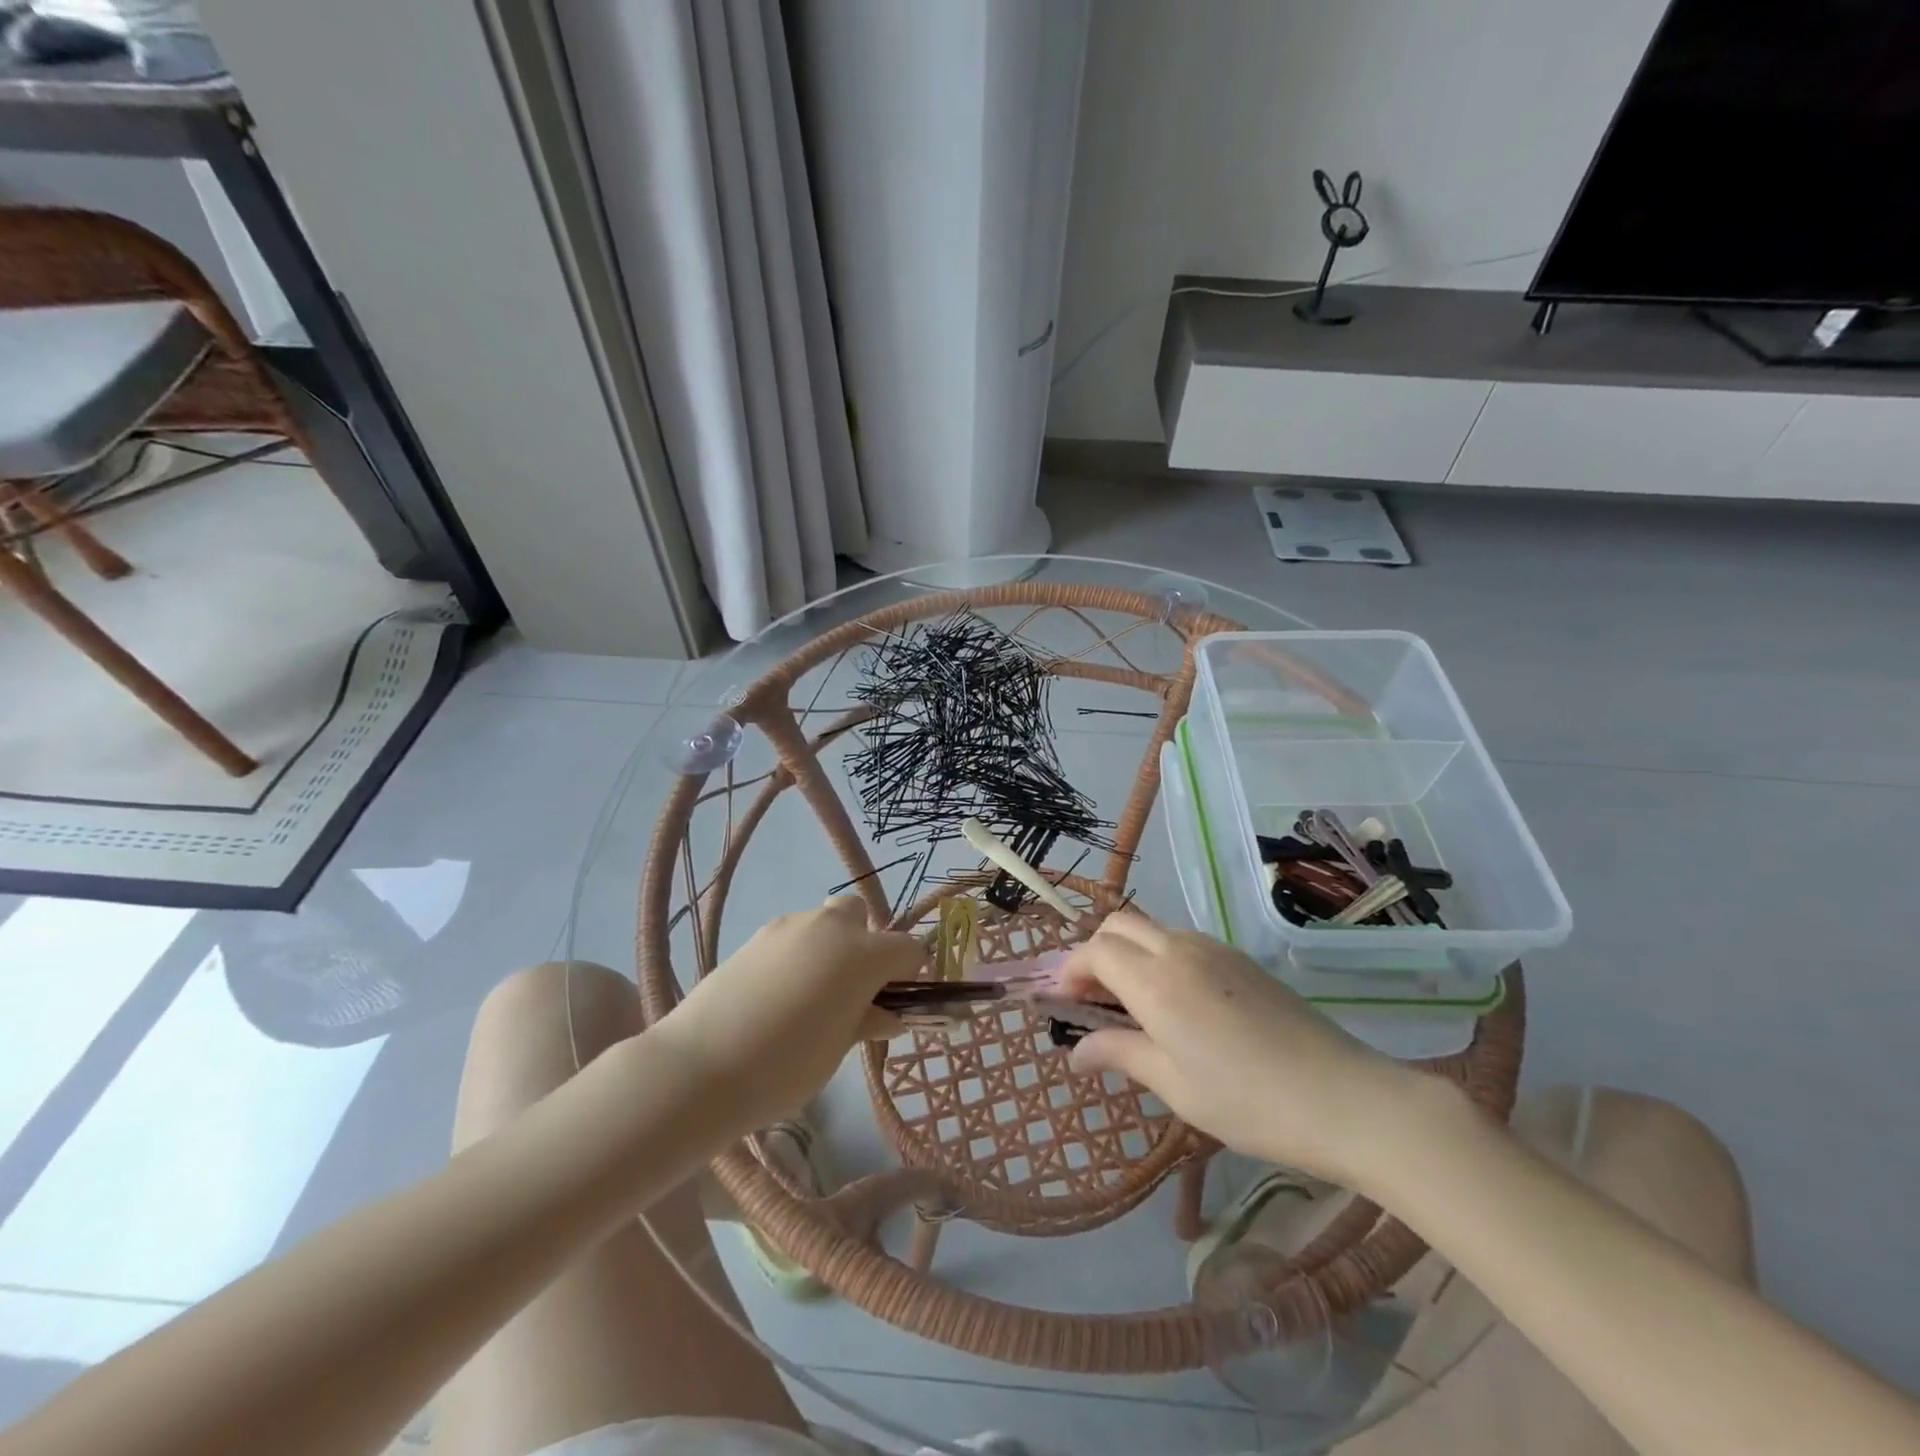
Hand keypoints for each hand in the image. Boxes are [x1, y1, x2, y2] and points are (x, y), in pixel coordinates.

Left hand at [648, 897, 920, 1134]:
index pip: (907, 948)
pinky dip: (797, 955)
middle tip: (852, 989)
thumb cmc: (785, 1067)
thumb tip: (887, 1015)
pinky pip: (792, 936)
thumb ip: (867, 1021)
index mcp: (862, 955)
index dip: (909, 973)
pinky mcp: (755, 936)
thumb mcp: (838, 1049)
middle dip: (865, 943)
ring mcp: (788, 926)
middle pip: (861, 916)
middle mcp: (830, 927)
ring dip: (829, 947)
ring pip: (823, 923)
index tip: (897, 1001)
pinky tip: (776, 995)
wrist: (700, 1066)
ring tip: (808, 996)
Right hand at [1060, 913, 1444, 1190]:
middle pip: (1118, 925)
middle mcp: (1179, 950)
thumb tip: (1075, 1053)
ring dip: (1127, 952)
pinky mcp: (1239, 958)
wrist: (1345, 1097)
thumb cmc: (1249, 1103)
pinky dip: (1158, 956)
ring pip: (1151, 928)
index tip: (1061, 1003)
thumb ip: (1119, 1055)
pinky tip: (1173, 1002)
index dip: (1071, 971)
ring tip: (1128, 1003)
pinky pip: (1181, 940)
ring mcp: (1214, 949)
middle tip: (1091, 999)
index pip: (1095, 951)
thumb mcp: (1175, 1086)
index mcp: (1156, 982)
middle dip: (1094, 952)